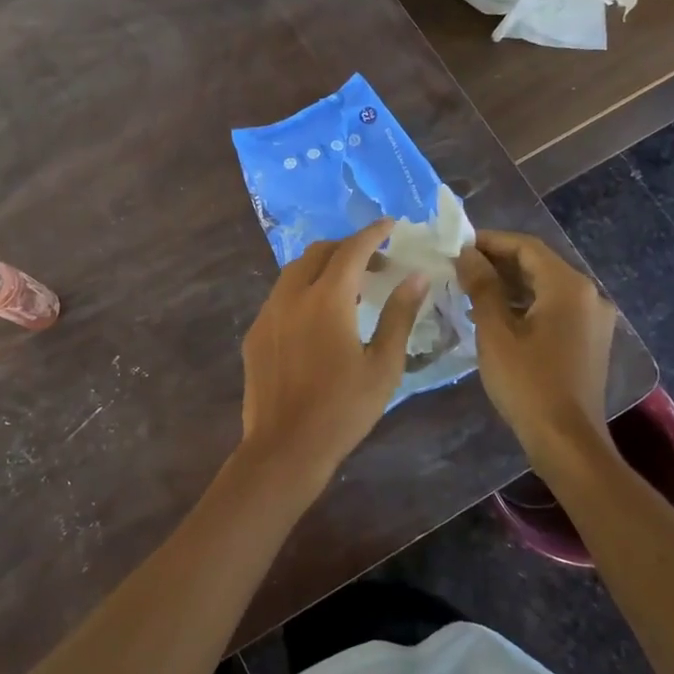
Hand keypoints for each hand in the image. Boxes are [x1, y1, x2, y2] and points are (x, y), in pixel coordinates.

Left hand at [235, 219, 428, 504]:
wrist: (285, 447)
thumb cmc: (343, 409)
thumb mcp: (383, 364)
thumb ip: (399, 315)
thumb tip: (417, 277)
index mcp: (326, 299)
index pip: (351, 250)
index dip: (373, 233)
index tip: (390, 225)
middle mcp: (291, 296)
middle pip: (318, 253)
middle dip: (348, 249)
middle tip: (376, 266)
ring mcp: (268, 314)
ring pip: (294, 272)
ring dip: (323, 268)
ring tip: (349, 290)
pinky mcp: (256, 334)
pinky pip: (280, 296)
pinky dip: (303, 290)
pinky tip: (318, 318)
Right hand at [455, 230, 619, 456]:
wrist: (566, 440)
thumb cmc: (527, 382)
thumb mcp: (495, 331)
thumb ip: (481, 285)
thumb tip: (466, 253)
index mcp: (569, 286)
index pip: (526, 247)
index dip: (489, 241)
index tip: (456, 245)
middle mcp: (589, 294)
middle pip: (538, 264)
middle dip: (498, 262)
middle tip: (459, 266)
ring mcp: (593, 318)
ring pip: (546, 286)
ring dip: (510, 283)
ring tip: (470, 289)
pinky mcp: (589, 339)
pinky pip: (554, 307)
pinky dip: (525, 304)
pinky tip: (495, 314)